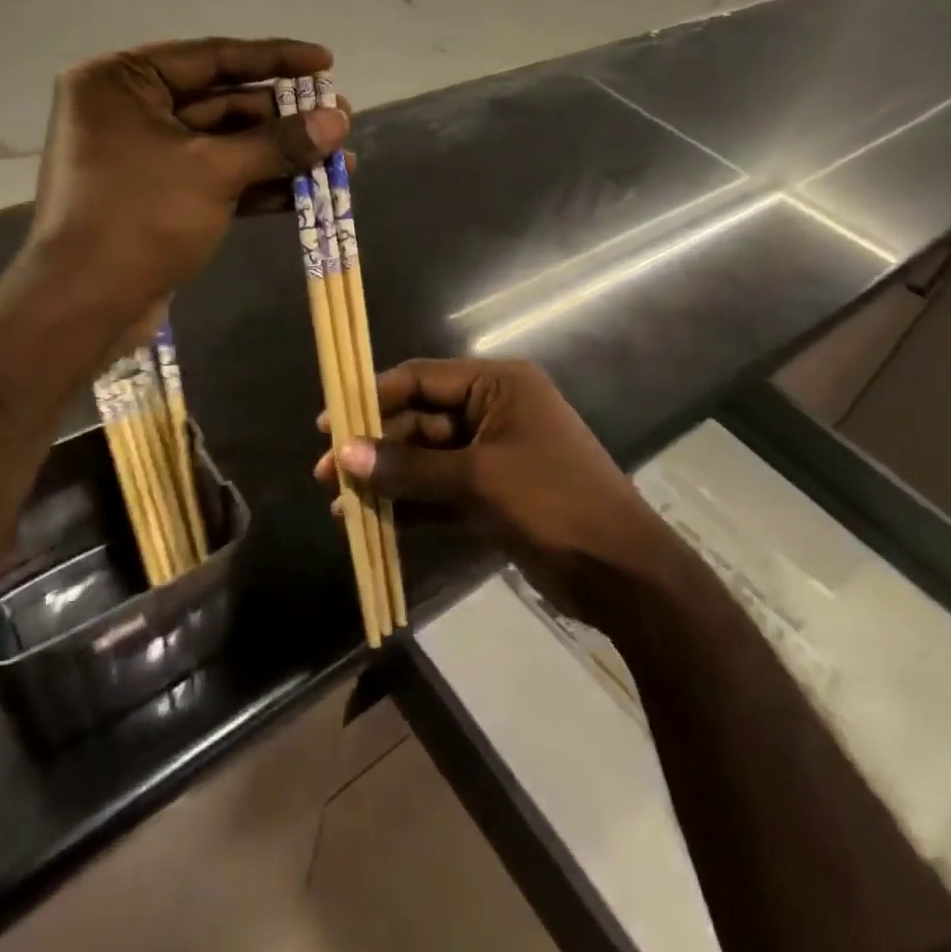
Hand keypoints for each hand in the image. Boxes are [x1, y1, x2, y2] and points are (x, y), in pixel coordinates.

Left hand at [25, 37, 349, 328]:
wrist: (84, 306)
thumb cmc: (140, 218)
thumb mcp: (214, 171)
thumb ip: (279, 142)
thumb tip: (339, 120)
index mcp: (122, 82)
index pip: (212, 57)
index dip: (275, 58)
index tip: (326, 62)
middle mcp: (129, 111)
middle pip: (222, 102)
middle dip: (284, 115)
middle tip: (341, 117)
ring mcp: (144, 158)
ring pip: (225, 145)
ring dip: (280, 153)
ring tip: (340, 155)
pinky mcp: (161, 198)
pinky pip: (217, 178)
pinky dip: (259, 185)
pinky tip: (309, 192)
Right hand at [316, 358, 677, 628]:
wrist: (622, 572)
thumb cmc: (554, 502)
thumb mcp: (478, 479)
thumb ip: (409, 467)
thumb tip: (343, 454)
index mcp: (497, 385)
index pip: (420, 379)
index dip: (372, 398)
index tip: (329, 424)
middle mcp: (492, 411)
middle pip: (419, 420)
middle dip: (375, 448)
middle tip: (328, 475)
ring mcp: (493, 454)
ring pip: (426, 459)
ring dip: (388, 480)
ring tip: (341, 505)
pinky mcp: (493, 494)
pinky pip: (441, 491)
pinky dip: (411, 505)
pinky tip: (373, 523)